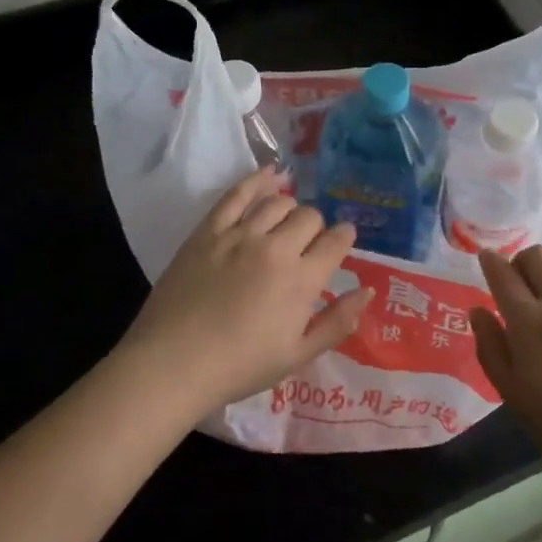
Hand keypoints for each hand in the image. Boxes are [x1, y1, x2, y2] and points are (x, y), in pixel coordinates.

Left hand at [118, 165, 370, 418]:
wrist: (173, 363)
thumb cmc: (239, 366)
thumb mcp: (298, 355)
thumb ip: (337, 322)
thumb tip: (368, 290)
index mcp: (302, 280)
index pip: (335, 242)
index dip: (344, 238)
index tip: (342, 241)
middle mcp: (276, 248)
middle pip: (308, 217)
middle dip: (315, 227)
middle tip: (307, 244)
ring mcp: (239, 234)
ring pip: (277, 202)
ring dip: (289, 208)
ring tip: (286, 221)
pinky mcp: (209, 230)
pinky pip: (237, 194)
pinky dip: (257, 180)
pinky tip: (269, 174)